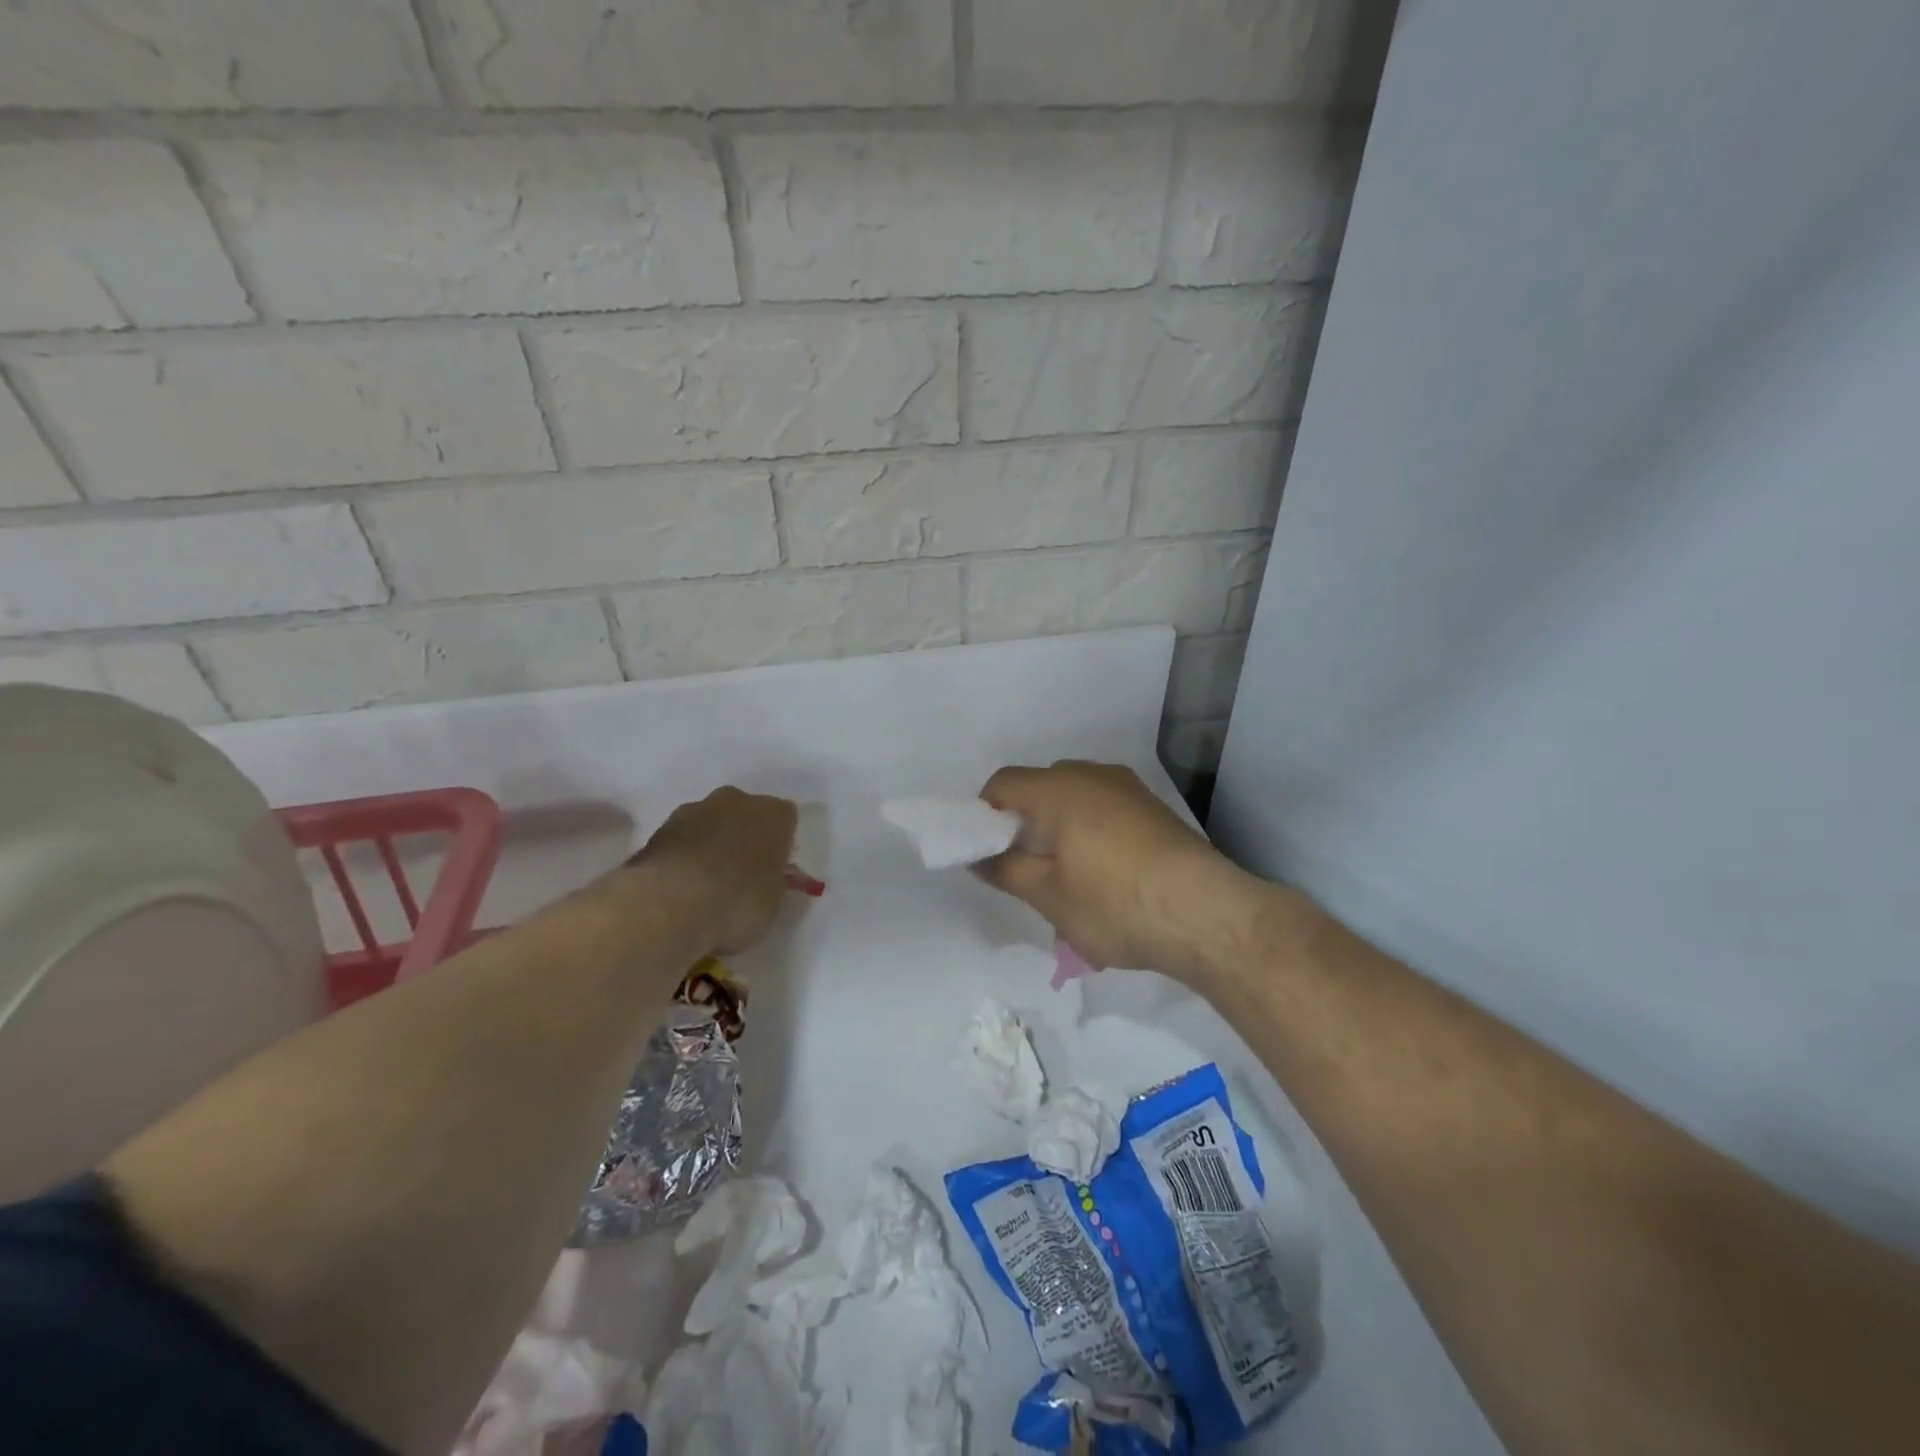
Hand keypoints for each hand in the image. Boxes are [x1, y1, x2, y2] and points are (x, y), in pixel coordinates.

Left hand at [627, 786, 797, 954]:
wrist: (671, 907)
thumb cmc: (738, 903)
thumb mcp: (774, 900)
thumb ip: (772, 879)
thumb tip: (764, 877)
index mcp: (773, 814)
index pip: (785, 819)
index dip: (779, 843)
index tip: (772, 867)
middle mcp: (736, 800)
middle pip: (745, 813)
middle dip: (743, 836)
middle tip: (739, 872)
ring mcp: (694, 809)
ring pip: (710, 822)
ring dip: (710, 843)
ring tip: (704, 883)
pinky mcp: (659, 827)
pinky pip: (682, 838)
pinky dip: (683, 855)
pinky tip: (680, 884)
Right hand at [976, 761, 1261, 984]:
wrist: (1207, 914)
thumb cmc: (1115, 904)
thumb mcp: (1049, 896)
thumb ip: (1005, 870)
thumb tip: (978, 858)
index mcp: (1059, 788)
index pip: (1003, 783)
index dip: (985, 815)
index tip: (990, 853)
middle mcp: (1093, 775)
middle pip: (1040, 787)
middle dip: (1024, 822)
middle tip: (1025, 869)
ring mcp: (1129, 788)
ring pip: (1075, 797)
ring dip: (1059, 827)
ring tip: (1067, 875)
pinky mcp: (1154, 807)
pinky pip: (1105, 807)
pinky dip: (1090, 829)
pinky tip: (1105, 873)